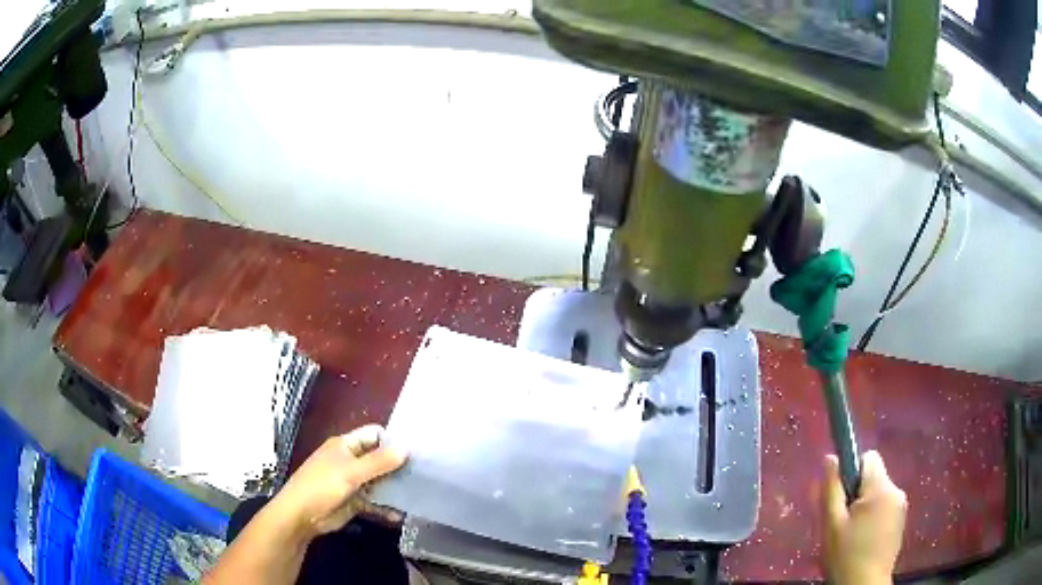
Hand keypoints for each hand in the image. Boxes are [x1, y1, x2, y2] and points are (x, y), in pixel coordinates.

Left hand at [270, 425, 407, 539]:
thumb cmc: (322, 486)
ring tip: (418, 495)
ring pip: (380, 481)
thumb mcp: (351, 472)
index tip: (416, 452)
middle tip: (425, 475)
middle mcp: (351, 461)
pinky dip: (387, 507)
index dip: (393, 441)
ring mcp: (353, 482)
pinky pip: (376, 501)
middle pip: (380, 459)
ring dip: (395, 489)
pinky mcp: (355, 501)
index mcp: (346, 445)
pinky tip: (401, 515)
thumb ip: (379, 461)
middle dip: (398, 466)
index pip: (374, 435)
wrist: (301, 516)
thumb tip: (406, 447)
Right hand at [821, 451, 906, 584]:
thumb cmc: (845, 557)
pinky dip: (872, 517)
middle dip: (856, 494)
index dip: (851, 472)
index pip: (868, 458)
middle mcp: (896, 491)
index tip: (840, 497)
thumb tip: (830, 458)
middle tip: (841, 522)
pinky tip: (862, 541)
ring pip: (878, 494)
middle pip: (873, 478)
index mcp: (880, 488)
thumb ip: (831, 489)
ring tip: (850, 535)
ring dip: (864, 507)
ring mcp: (901, 507)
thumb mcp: (831, 525)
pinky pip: (884, 507)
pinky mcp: (901, 521)